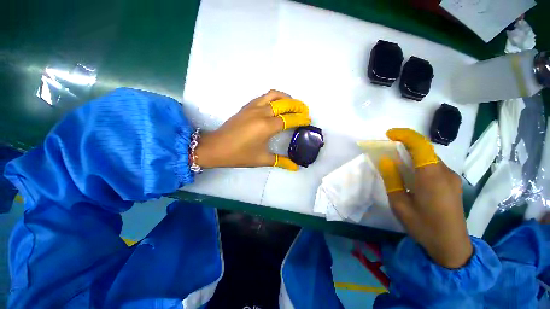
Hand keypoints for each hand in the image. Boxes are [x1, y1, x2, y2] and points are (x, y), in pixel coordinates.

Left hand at [194, 90, 310, 170]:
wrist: (216, 147)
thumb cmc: (239, 155)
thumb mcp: (262, 159)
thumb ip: (281, 161)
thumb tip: (295, 167)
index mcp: (267, 126)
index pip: (290, 119)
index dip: (301, 119)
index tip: (308, 120)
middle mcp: (262, 113)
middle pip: (285, 103)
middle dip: (298, 106)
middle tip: (305, 112)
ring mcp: (253, 107)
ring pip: (274, 95)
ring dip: (287, 98)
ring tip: (293, 105)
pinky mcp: (247, 106)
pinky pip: (264, 96)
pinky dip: (274, 97)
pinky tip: (276, 105)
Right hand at [378, 128, 472, 268]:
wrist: (451, 246)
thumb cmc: (423, 225)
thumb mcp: (399, 204)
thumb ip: (392, 179)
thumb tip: (386, 161)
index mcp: (431, 176)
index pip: (421, 145)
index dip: (405, 135)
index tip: (389, 134)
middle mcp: (445, 172)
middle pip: (425, 150)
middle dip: (406, 145)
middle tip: (389, 151)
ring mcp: (451, 177)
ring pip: (430, 158)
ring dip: (413, 155)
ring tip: (398, 165)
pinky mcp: (453, 183)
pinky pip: (434, 166)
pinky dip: (420, 164)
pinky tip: (412, 176)